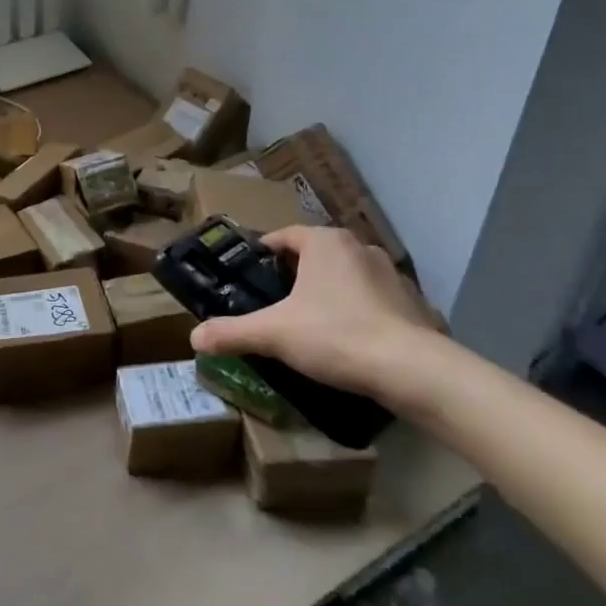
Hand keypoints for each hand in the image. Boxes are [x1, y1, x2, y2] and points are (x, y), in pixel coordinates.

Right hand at [190, 226, 442, 409]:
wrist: (411, 369)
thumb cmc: (335, 335)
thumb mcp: (273, 334)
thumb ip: (232, 332)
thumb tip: (194, 337)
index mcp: (324, 242)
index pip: (285, 236)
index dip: (264, 253)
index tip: (250, 274)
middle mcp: (358, 247)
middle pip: (315, 254)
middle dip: (295, 274)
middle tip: (274, 301)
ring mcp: (390, 273)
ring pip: (346, 275)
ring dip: (328, 291)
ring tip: (310, 321)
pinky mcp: (412, 302)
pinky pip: (373, 299)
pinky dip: (357, 311)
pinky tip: (348, 339)